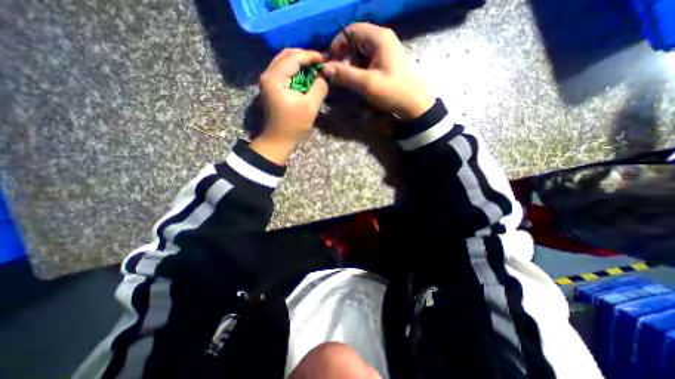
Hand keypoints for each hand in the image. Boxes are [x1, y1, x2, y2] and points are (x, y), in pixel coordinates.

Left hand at [250, 48, 329, 164]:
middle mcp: (268, 75)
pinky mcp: (271, 88)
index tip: (325, 59)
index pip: (293, 58)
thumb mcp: (310, 106)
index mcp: (275, 78)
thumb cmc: (293, 125)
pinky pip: (283, 72)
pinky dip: (295, 71)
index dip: (310, 56)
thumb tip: (328, 72)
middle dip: (304, 57)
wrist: (278, 140)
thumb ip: (320, 87)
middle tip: (320, 63)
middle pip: (286, 56)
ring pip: (284, 63)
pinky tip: (305, 76)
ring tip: (315, 68)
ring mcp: (268, 81)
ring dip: (300, 63)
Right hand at [322, 21, 438, 119]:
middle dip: (344, 56)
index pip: (351, 30)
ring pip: (361, 51)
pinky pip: (368, 60)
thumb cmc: (392, 91)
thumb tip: (325, 69)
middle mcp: (383, 39)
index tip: (330, 60)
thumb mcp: (367, 83)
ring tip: (348, 79)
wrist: (414, 104)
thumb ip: (345, 75)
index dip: (338, 43)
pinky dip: (360, 68)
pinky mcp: (387, 61)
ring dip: (351, 64)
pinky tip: (358, 80)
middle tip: (338, 73)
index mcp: (379, 38)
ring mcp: (386, 50)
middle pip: (356, 40)